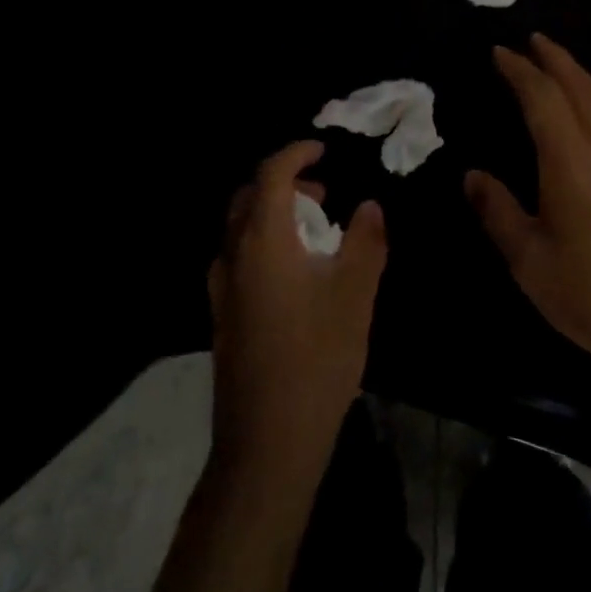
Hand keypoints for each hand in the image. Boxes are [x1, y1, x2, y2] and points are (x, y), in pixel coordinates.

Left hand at [209, 141, 387, 480]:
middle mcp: (232, 255)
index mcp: (261, 240)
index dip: (296, 154)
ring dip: (275, 214)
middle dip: (285, 184)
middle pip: (249, 197)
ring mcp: (221, 287)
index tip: (323, 150)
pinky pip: (240, 256)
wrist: (266, 441)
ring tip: (317, 231)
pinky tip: (297, 272)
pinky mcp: (222, 314)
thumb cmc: (316, 359)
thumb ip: (365, 242)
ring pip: (242, 228)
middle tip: (323, 194)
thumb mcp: (354, 295)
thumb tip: (369, 207)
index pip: (270, 174)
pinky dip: (266, 242)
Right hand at [465, 34, 590, 398]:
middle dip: (555, 60)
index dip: (519, 72)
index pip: (543, 99)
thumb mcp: (529, 261)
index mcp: (572, 162)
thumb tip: (472, 176)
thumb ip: (499, 212)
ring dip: (583, 75)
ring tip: (562, 65)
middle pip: (582, 88)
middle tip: (532, 40)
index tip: (499, 52)